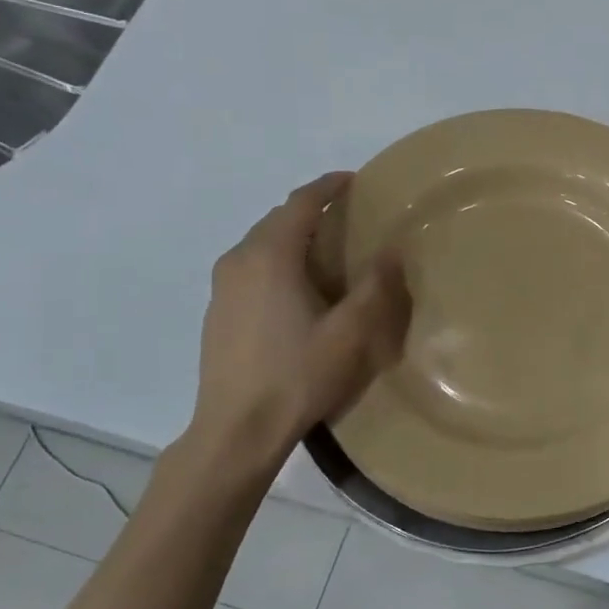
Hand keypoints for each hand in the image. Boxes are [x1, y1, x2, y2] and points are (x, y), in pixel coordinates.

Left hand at [186, 173, 410, 463]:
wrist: (237, 428)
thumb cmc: (298, 375)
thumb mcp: (350, 333)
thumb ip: (375, 287)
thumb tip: (391, 251)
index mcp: (270, 256)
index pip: (300, 203)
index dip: (328, 186)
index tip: (353, 180)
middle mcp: (239, 260)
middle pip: (277, 219)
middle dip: (311, 209)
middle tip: (346, 216)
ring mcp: (222, 286)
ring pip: (261, 243)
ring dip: (292, 235)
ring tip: (324, 249)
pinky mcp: (217, 310)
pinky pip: (250, 266)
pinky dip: (276, 260)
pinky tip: (295, 287)